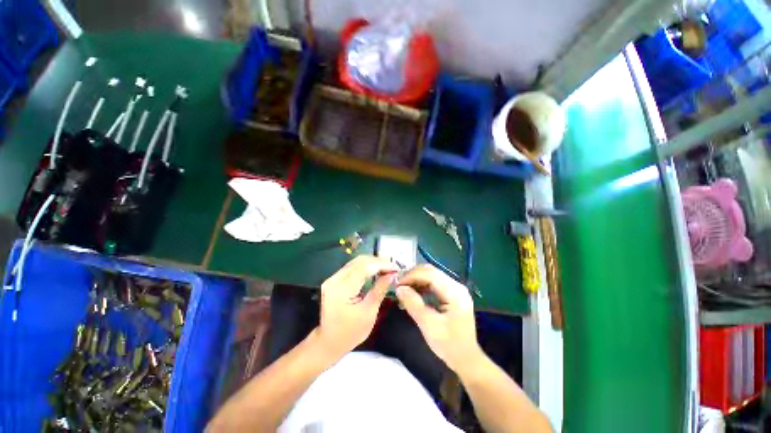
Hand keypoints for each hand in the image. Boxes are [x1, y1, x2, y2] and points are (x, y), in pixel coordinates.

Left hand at [315, 255, 398, 358]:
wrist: (329, 342)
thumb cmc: (351, 332)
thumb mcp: (369, 312)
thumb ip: (380, 290)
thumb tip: (392, 275)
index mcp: (342, 289)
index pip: (364, 267)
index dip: (381, 264)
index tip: (396, 268)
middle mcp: (334, 279)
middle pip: (359, 261)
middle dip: (378, 261)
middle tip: (393, 267)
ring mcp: (332, 278)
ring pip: (355, 262)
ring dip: (372, 262)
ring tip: (387, 268)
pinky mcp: (334, 280)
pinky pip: (352, 267)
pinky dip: (365, 267)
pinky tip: (375, 270)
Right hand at [395, 265, 482, 372]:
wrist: (466, 359)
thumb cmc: (449, 345)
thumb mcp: (428, 325)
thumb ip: (413, 304)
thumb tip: (399, 288)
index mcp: (455, 292)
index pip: (430, 274)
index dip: (412, 276)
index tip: (397, 284)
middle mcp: (456, 285)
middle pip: (431, 271)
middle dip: (413, 276)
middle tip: (398, 285)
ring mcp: (455, 288)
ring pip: (431, 275)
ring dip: (416, 280)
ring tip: (403, 290)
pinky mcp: (451, 293)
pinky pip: (434, 283)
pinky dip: (421, 285)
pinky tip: (412, 293)